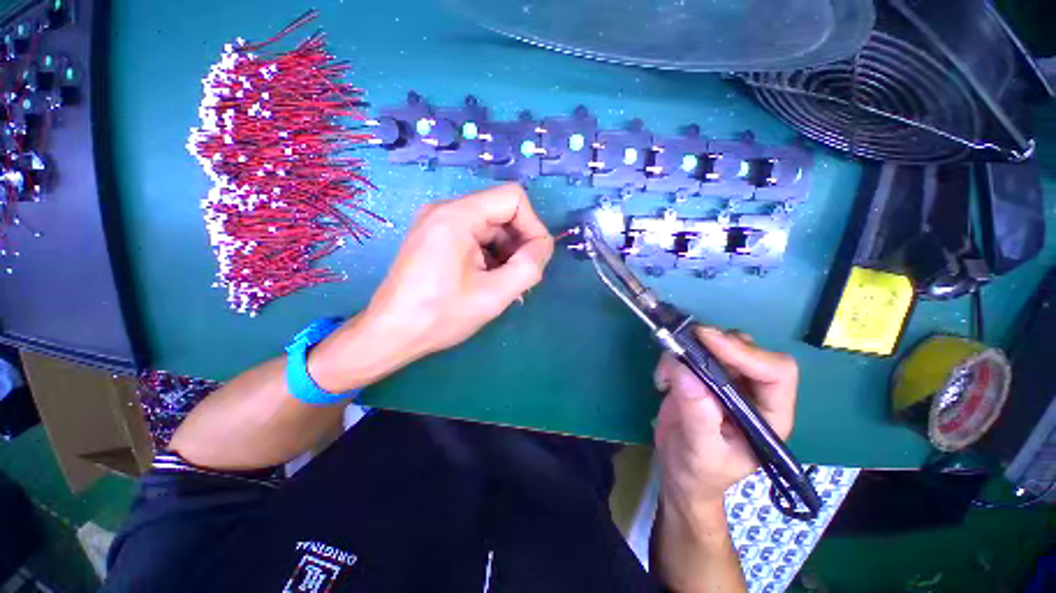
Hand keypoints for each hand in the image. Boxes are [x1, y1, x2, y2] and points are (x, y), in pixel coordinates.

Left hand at [363, 183, 553, 361]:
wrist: (391, 333)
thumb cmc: (440, 315)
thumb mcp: (494, 295)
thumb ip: (529, 267)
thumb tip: (543, 247)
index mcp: (457, 216)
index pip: (513, 198)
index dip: (533, 226)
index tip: (534, 259)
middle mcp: (445, 210)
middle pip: (501, 212)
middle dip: (519, 243)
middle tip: (520, 277)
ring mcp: (438, 222)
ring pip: (490, 226)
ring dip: (505, 252)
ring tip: (503, 284)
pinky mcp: (435, 237)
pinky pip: (475, 236)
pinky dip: (490, 255)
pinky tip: (488, 280)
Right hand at [653, 327, 797, 516]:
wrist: (680, 472)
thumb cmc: (698, 471)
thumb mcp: (700, 451)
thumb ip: (698, 414)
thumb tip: (684, 370)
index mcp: (769, 415)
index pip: (775, 372)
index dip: (745, 353)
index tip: (707, 340)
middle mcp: (752, 393)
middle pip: (747, 350)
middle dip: (715, 343)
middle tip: (684, 342)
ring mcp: (726, 382)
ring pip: (719, 345)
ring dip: (691, 348)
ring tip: (668, 368)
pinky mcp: (701, 376)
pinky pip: (691, 352)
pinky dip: (673, 356)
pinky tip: (661, 379)